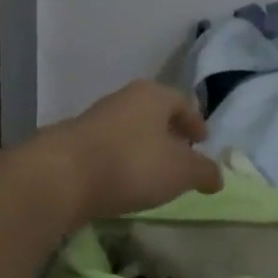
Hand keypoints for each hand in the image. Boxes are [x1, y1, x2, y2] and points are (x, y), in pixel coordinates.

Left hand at [17, 80, 222, 225]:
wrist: (60, 176)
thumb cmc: (131, 164)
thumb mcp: (181, 172)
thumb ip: (204, 172)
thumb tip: (217, 176)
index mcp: (153, 95)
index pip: (183, 102)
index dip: (196, 122)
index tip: (202, 142)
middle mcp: (124, 98)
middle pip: (155, 113)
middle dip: (170, 134)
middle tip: (181, 157)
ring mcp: (95, 118)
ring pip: (130, 129)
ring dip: (144, 148)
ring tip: (152, 174)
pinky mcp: (74, 142)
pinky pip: (108, 148)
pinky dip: (121, 161)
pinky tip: (122, 182)